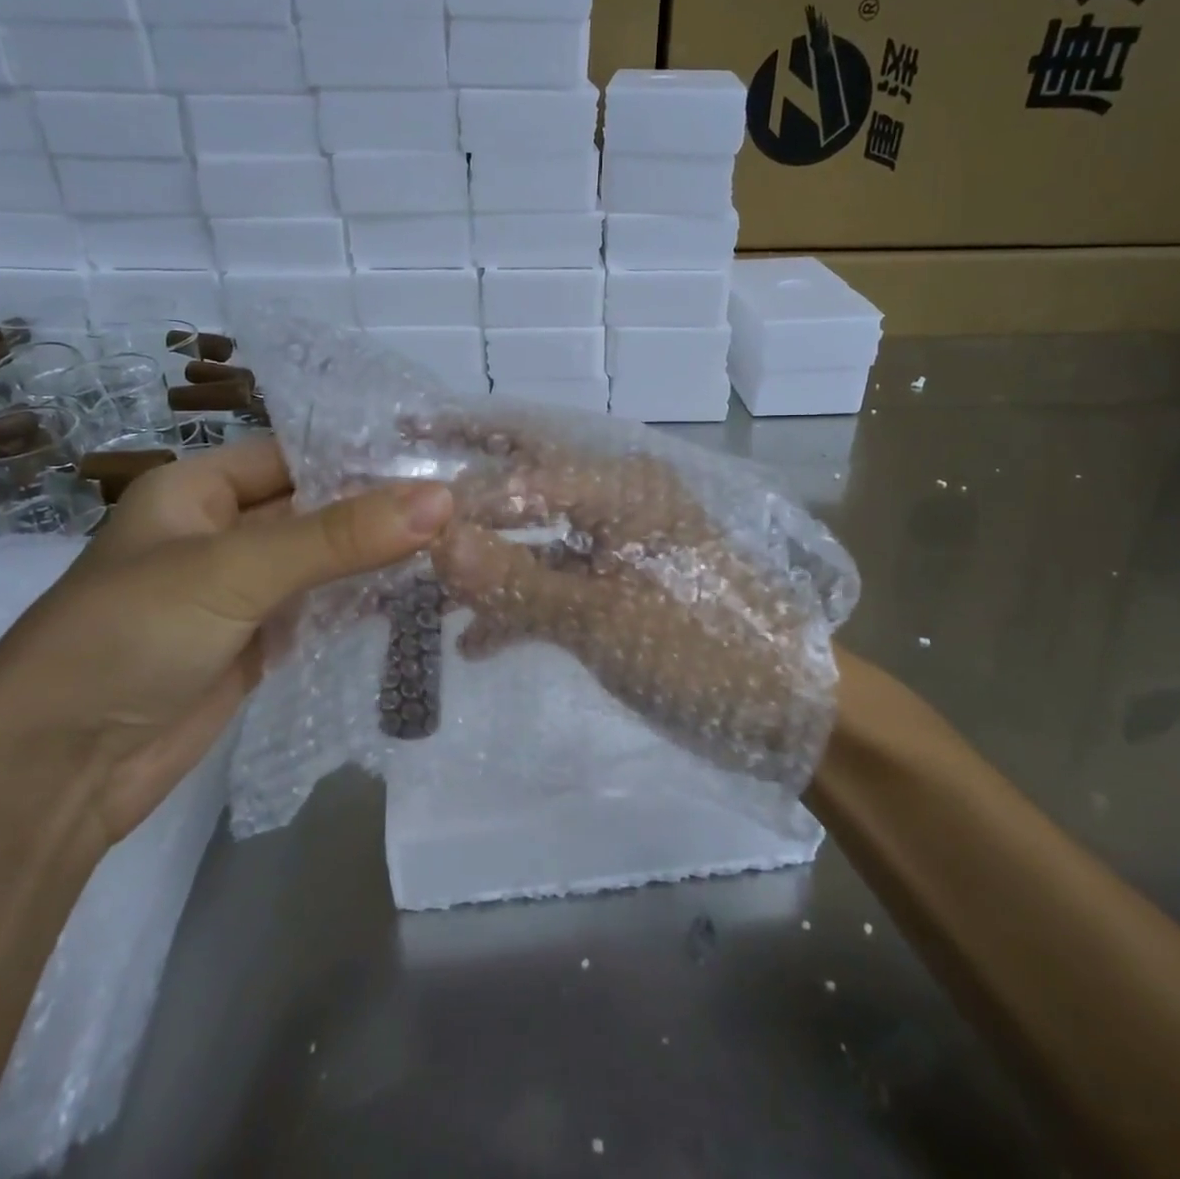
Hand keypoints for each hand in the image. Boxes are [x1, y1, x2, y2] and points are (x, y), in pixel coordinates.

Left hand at [0, 437, 452, 842]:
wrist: (54, 773)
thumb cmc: (130, 637)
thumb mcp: (236, 570)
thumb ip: (340, 535)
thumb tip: (441, 498)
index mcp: (199, 489)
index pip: (297, 451)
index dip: (364, 451)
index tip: (440, 456)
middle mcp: (222, 531)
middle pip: (316, 507)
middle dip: (382, 508)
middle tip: (466, 504)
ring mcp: (242, 592)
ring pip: (325, 561)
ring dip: (379, 558)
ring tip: (460, 545)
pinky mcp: (258, 644)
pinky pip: (322, 609)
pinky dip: (364, 603)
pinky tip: (421, 597)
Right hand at [426, 417, 835, 784]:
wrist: (785, 708)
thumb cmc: (698, 649)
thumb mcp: (599, 619)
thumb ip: (513, 579)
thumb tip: (433, 539)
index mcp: (621, 490)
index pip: (521, 475)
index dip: (457, 491)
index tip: (393, 500)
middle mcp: (618, 502)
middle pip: (527, 480)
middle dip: (468, 483)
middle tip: (404, 472)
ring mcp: (619, 547)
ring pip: (536, 540)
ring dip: (485, 563)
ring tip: (419, 588)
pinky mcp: (621, 589)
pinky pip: (558, 583)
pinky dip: (519, 606)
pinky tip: (475, 643)